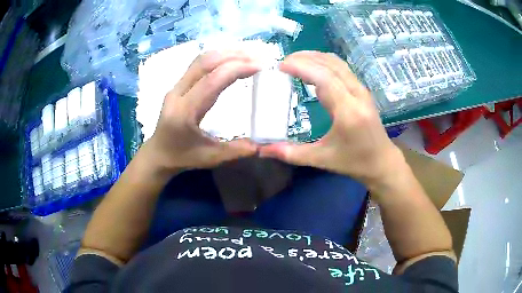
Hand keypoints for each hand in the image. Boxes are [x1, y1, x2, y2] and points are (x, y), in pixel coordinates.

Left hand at [145, 50, 259, 173]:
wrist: (157, 154)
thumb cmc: (182, 157)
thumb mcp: (210, 158)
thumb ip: (236, 150)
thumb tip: (262, 144)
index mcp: (185, 112)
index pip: (211, 81)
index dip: (236, 68)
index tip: (260, 66)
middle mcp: (177, 93)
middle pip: (205, 63)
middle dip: (234, 55)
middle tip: (258, 56)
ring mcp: (176, 87)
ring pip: (201, 59)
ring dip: (226, 53)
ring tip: (249, 54)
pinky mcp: (177, 85)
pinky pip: (198, 64)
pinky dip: (217, 57)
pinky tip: (231, 58)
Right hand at [259, 51, 403, 189]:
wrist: (382, 161)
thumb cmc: (354, 162)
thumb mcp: (321, 160)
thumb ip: (291, 153)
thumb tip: (262, 150)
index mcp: (348, 111)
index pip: (324, 78)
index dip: (301, 67)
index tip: (280, 66)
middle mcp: (357, 95)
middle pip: (330, 64)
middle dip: (305, 58)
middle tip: (283, 62)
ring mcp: (362, 90)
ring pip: (337, 63)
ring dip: (315, 57)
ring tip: (294, 61)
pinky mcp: (362, 90)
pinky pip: (342, 68)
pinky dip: (324, 63)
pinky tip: (312, 68)